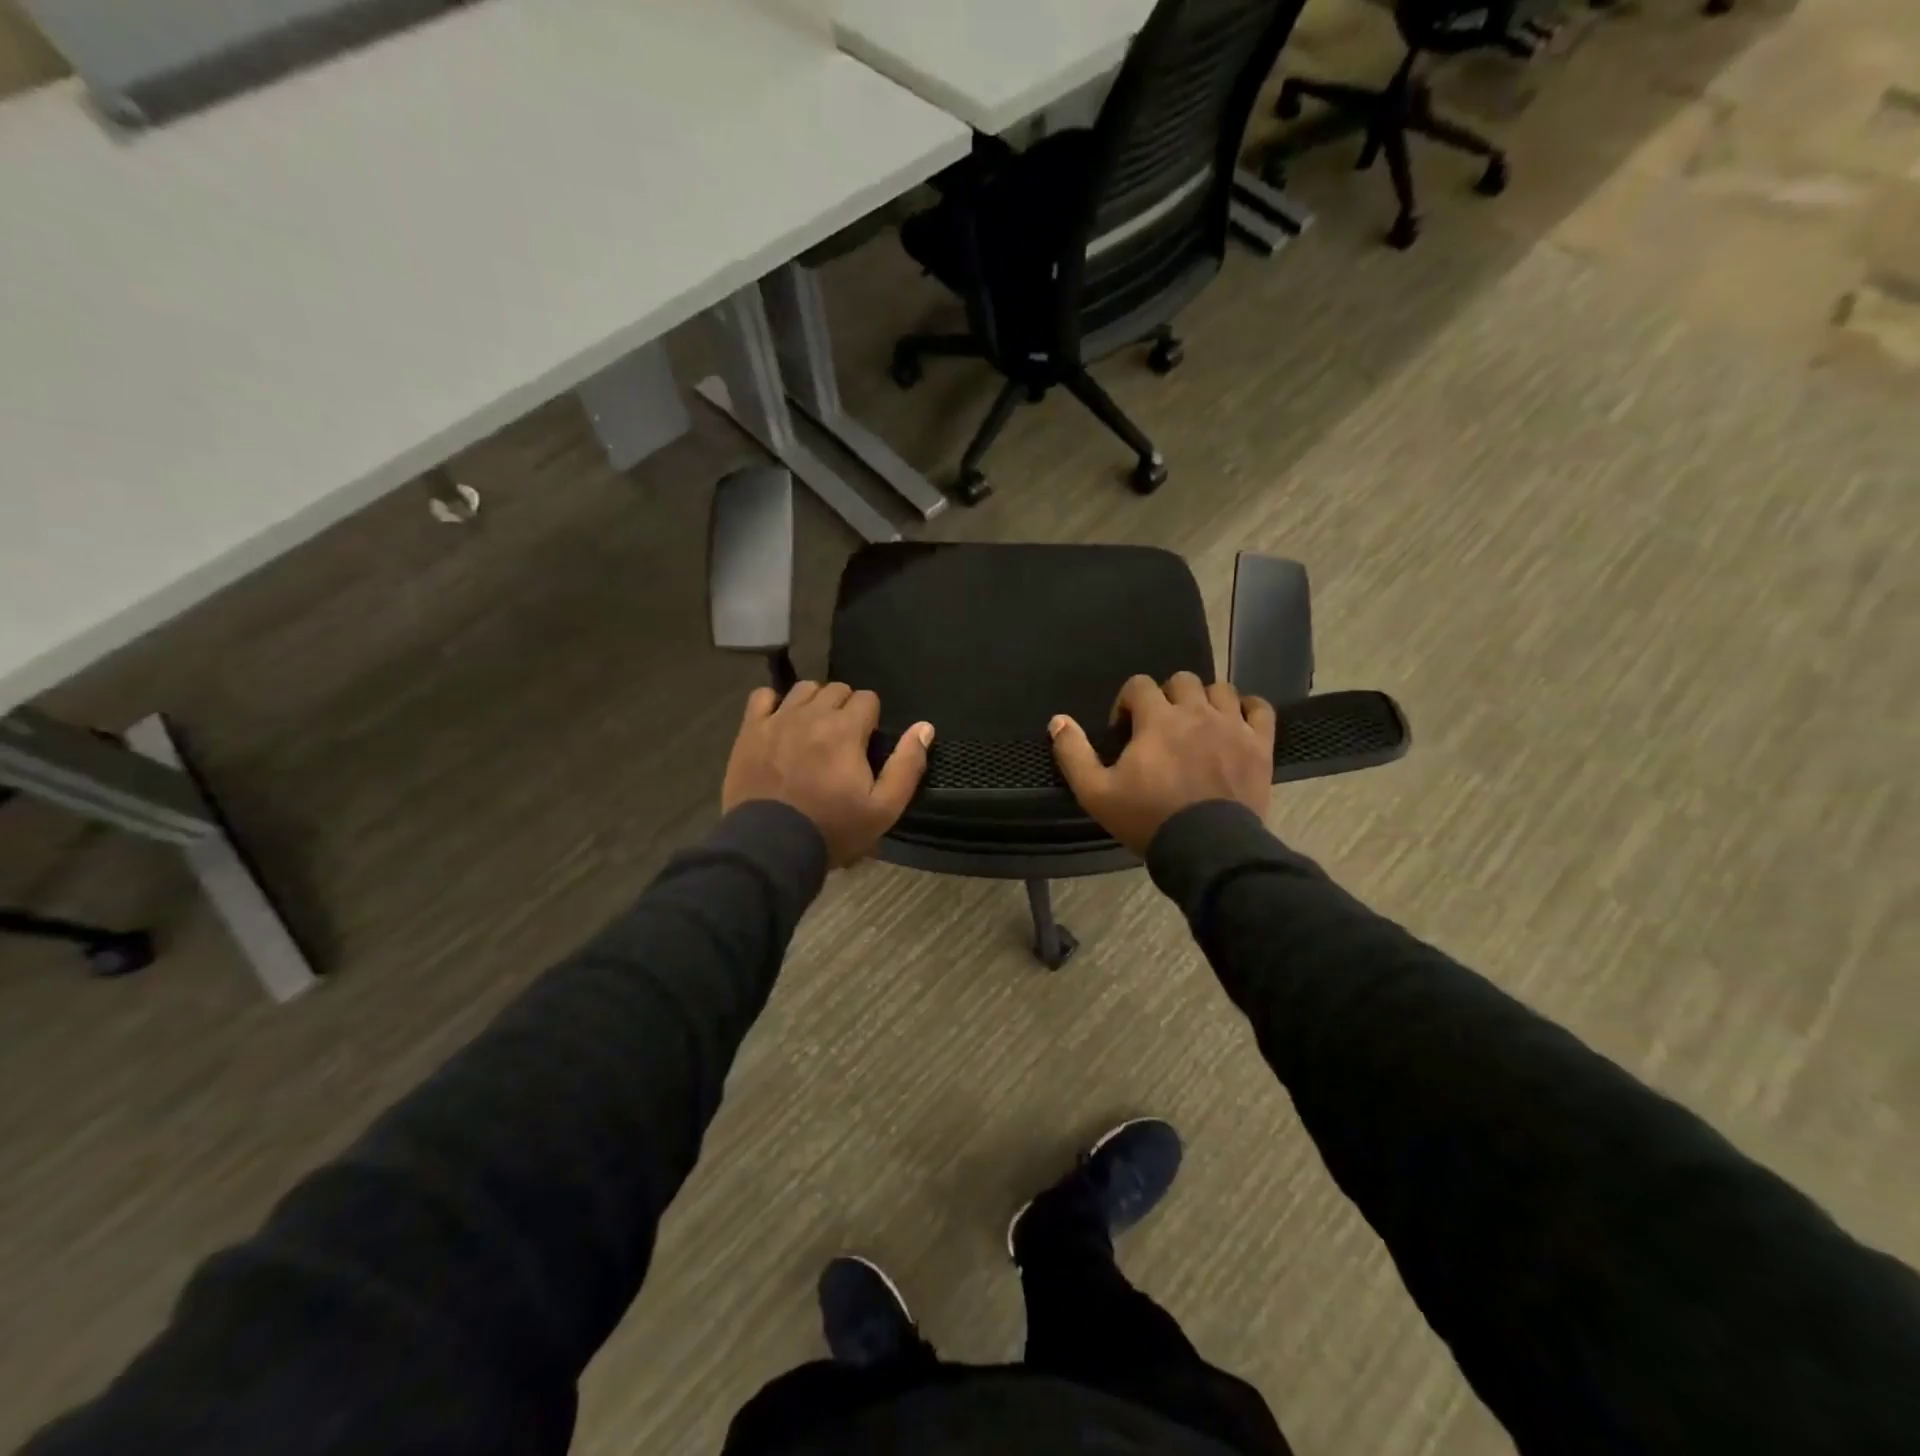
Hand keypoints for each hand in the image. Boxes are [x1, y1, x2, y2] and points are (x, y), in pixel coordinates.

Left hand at [722, 682, 934, 867]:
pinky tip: (780, 722)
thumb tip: (925, 727)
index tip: (866, 743)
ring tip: (814, 729)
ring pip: (803, 689)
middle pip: (836, 688)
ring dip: (814, 702)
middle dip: (845, 708)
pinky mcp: (750, 731)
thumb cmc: (832, 829)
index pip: (867, 698)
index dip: (871, 718)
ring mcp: (777, 720)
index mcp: (846, 730)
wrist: (771, 847)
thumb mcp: (883, 808)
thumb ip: (907, 765)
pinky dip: (775, 704)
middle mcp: (812, 715)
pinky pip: (763, 696)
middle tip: (844, 740)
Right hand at [1049, 673, 1274, 856]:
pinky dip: (1246, 708)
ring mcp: (1232, 726)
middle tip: (1160, 729)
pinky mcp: (1259, 745)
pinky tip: (1235, 722)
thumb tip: (1057, 720)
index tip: (1125, 733)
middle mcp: (1196, 712)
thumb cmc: (1148, 819)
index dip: (1127, 703)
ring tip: (1197, 726)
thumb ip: (1073, 753)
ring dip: (1204, 700)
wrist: (1207, 849)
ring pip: (1220, 689)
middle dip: (1166, 697)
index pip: (1139, 684)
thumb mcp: (1096, 793)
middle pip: (1181, 680)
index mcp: (1157, 719)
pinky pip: (1260, 708)